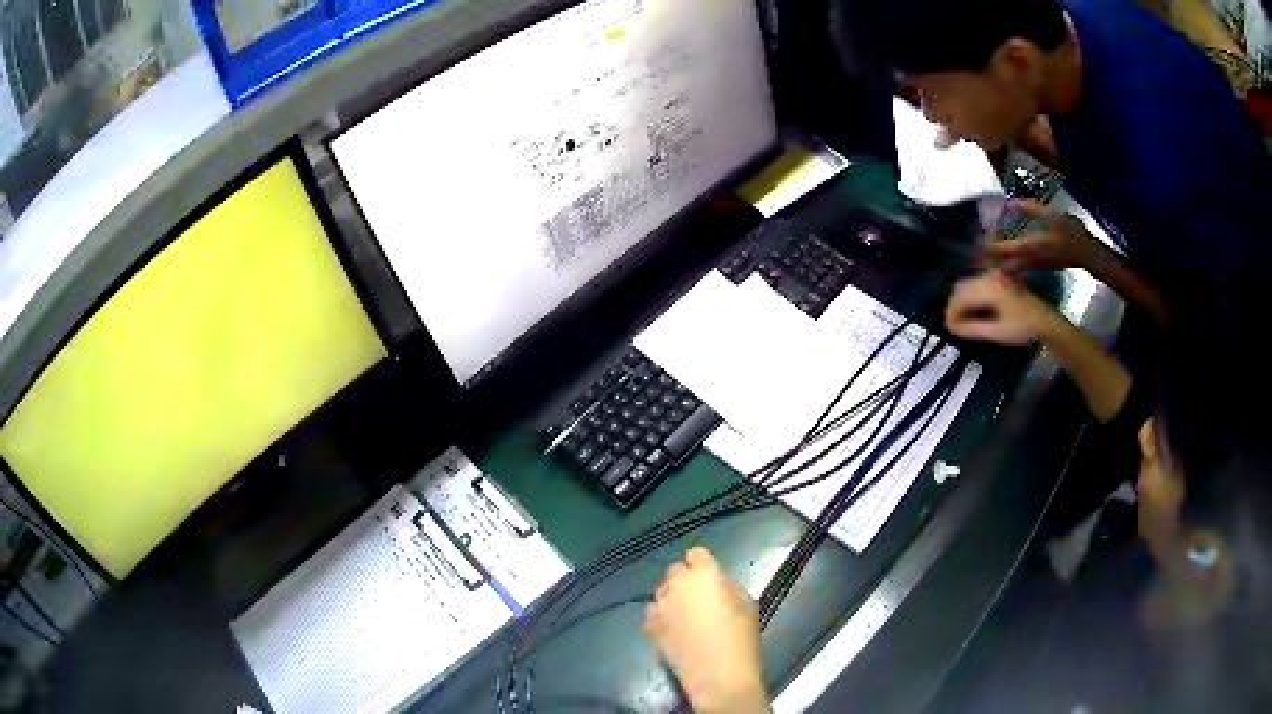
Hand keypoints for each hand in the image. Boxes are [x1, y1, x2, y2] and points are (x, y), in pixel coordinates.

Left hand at [644, 547, 769, 713]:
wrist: (718, 674)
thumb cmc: (740, 638)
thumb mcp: (746, 602)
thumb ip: (727, 584)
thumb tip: (715, 581)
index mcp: (705, 573)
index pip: (696, 553)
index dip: (703, 564)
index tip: (710, 578)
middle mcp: (677, 583)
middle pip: (676, 570)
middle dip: (686, 580)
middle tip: (698, 598)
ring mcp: (659, 604)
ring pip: (662, 591)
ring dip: (672, 598)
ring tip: (684, 617)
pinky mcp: (649, 625)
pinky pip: (653, 612)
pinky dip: (661, 617)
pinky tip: (673, 630)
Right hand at [945, 272, 1056, 345]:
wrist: (1045, 320)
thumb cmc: (1022, 328)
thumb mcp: (997, 332)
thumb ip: (973, 329)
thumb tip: (952, 328)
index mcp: (988, 288)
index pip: (960, 297)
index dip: (951, 313)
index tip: (949, 329)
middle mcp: (989, 277)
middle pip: (961, 288)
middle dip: (954, 306)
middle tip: (954, 326)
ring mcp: (994, 276)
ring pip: (968, 285)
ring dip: (962, 302)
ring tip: (963, 320)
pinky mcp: (998, 279)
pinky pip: (977, 285)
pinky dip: (971, 298)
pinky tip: (974, 312)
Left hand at [982, 200, 1102, 274]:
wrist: (1087, 254)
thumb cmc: (1072, 232)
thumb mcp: (1053, 215)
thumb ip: (1031, 208)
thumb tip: (1010, 200)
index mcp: (1031, 246)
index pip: (1004, 249)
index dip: (988, 246)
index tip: (975, 241)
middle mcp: (1029, 259)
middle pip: (1002, 263)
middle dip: (986, 259)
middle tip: (970, 254)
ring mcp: (1033, 266)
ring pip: (1009, 269)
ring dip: (994, 264)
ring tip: (979, 259)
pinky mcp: (1037, 267)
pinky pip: (1016, 270)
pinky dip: (1005, 267)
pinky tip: (998, 263)